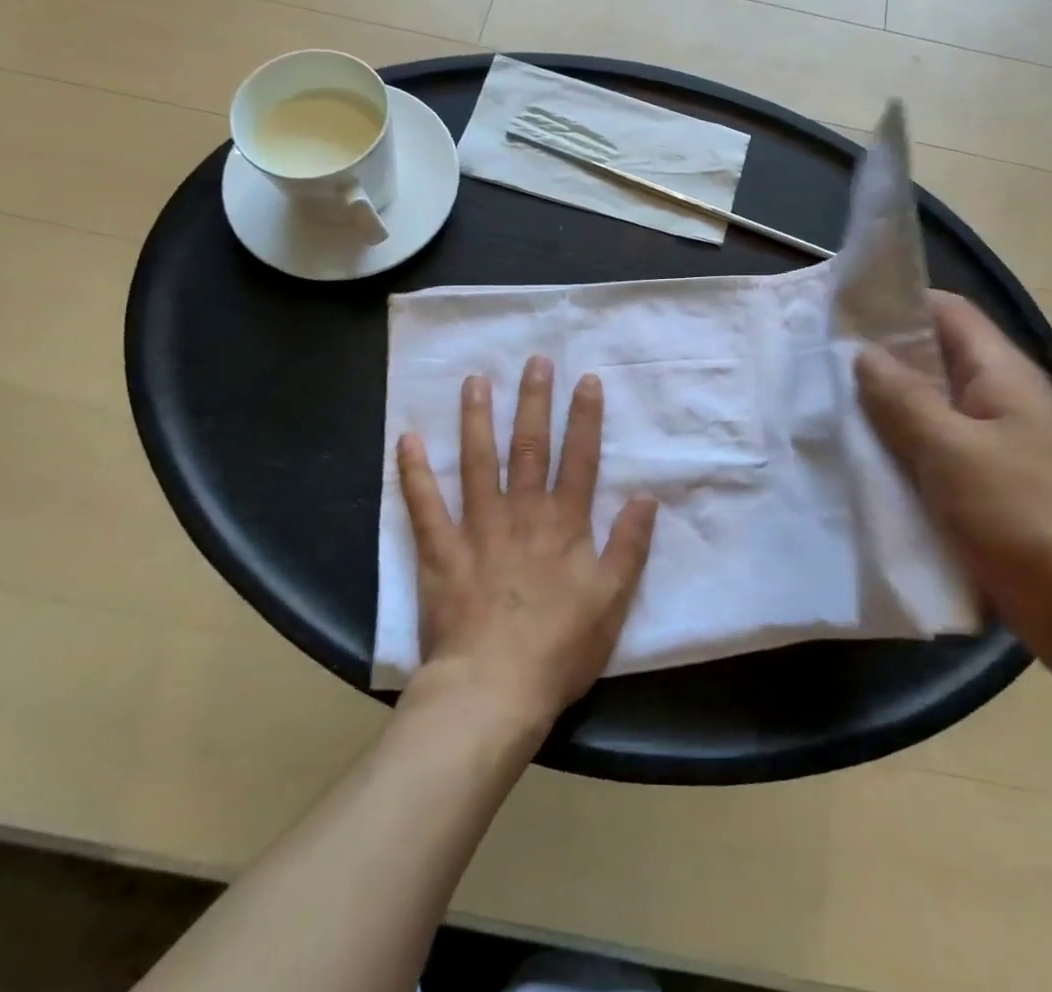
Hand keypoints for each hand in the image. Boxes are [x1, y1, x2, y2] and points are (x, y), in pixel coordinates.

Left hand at [396, 357, 658, 733]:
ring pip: (477, 462)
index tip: (585, 380)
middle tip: (533, 361)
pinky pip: (424, 505)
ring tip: (475, 381)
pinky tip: (407, 439)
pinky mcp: (440, 551)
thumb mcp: (612, 600)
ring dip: (477, 419)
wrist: (494, 690)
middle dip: (534, 402)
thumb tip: (645, 498)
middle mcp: (522, 513)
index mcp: (564, 524)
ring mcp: (477, 528)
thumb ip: (629, 546)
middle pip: (529, 447)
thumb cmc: (559, 648)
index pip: (579, 459)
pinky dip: (414, 472)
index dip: (584, 418)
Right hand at [854, 291, 1051, 683]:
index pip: (946, 312)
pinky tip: (862, 463)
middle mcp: (1001, 400)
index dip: (896, 304)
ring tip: (829, 411)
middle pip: (934, 360)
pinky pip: (936, 453)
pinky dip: (901, 451)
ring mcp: (997, 446)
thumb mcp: (953, 452)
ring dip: (886, 409)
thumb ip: (904, 398)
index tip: (840, 313)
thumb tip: (864, 353)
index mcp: (1002, 374)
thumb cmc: (1026, 520)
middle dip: (880, 360)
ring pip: (930, 410)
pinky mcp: (989, 488)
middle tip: (820, 366)